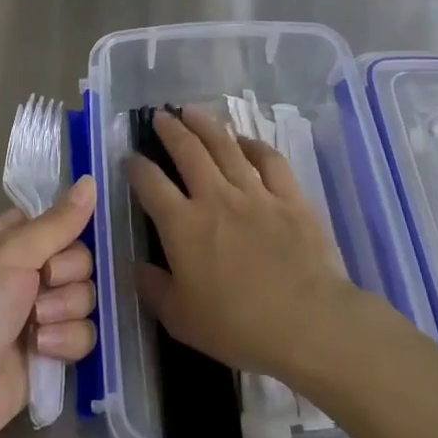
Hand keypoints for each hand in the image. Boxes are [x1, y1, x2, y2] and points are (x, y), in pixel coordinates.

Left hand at [0, 177, 98, 437]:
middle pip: (78, 260)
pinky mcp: (50, 350)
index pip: (56, 223)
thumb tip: (90, 180)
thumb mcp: (12, 253)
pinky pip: (82, 334)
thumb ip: (58, 222)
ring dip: (64, 310)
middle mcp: (25, 272)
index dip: (65, 233)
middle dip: (66, 275)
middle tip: (42, 284)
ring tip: (35, 325)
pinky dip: (65, 341)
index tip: (59, 242)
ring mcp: (38, 313)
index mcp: (8, 240)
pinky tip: (41, 349)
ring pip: (84, 297)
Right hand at [126, 109, 353, 381]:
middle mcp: (214, 198)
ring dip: (206, 125)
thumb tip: (135, 265)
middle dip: (170, 130)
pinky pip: (269, 160)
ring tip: (192, 111)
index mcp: (182, 225)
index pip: (150, 183)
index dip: (135, 166)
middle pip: (187, 151)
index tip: (129, 158)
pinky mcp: (290, 197)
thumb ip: (153, 288)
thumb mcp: (181, 319)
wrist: (309, 324)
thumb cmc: (239, 327)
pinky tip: (245, 140)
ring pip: (225, 146)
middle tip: (160, 116)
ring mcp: (255, 193)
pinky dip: (254, 145)